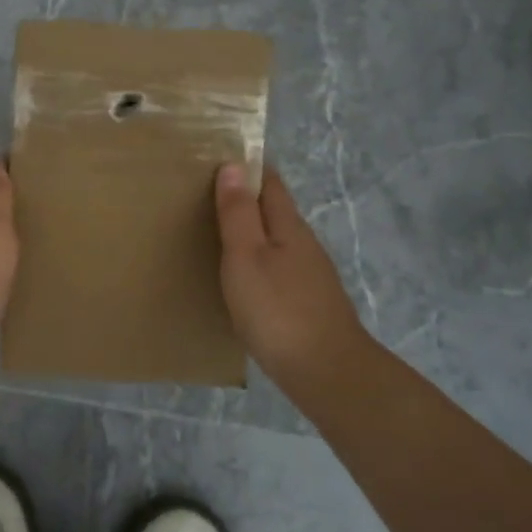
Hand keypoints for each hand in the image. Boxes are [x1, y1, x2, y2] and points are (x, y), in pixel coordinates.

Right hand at [214, 163, 368, 387]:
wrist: (327, 372)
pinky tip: (242, 279)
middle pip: (274, 210)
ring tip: (216, 235)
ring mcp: (310, 275)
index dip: (247, 167)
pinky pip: (278, 269)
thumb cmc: (278, 309)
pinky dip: (258, 262)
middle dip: (245, 199)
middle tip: (204, 197)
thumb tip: (234, 164)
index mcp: (288, 226)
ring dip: (251, 233)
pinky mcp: (308, 303)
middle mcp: (304, 244)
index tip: (216, 159)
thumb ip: (238, 213)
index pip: (269, 182)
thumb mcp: (246, 257)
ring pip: (276, 242)